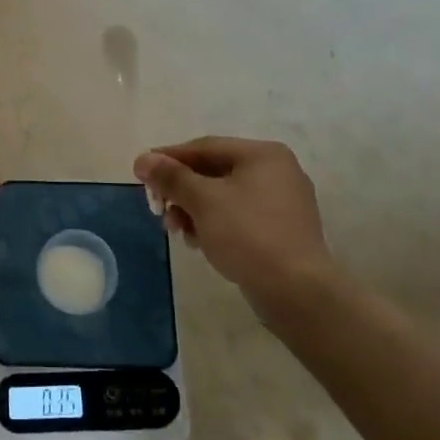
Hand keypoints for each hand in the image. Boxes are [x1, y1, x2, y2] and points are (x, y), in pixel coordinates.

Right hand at [133, 137, 333, 307]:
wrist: (297, 292)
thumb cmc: (248, 234)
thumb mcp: (203, 201)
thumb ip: (171, 177)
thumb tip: (143, 159)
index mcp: (263, 154)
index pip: (205, 147)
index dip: (169, 158)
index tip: (141, 172)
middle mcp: (277, 172)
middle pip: (214, 172)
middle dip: (181, 191)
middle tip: (158, 208)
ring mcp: (283, 203)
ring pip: (225, 197)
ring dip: (194, 210)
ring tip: (176, 231)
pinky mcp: (282, 232)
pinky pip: (239, 218)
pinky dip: (215, 225)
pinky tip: (199, 243)